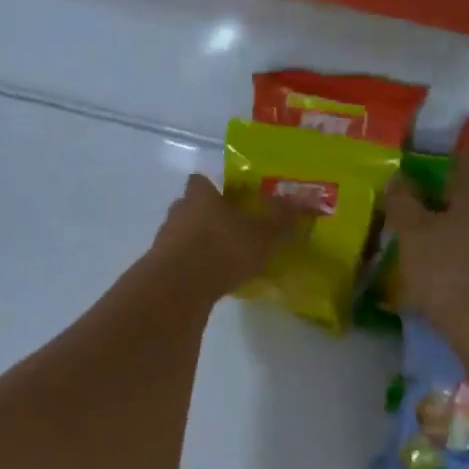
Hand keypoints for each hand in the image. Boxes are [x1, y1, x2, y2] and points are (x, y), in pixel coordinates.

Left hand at [149, 174, 301, 300]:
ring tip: (225, 259)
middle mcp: (179, 211)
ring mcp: (165, 239)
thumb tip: (308, 198)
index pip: (201, 181)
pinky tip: (211, 279)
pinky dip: (194, 266)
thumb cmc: (223, 249)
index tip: (231, 199)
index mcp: (200, 195)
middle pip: (192, 207)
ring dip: (201, 243)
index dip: (214, 188)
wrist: (178, 287)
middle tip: (233, 230)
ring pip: (185, 233)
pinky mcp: (160, 266)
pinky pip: (180, 259)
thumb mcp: (262, 235)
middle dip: (210, 217)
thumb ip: (282, 218)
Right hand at [385, 151, 468, 339]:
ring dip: (467, 222)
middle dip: (454, 195)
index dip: (443, 163)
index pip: (468, 156)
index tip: (420, 181)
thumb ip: (403, 201)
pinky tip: (459, 264)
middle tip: (424, 213)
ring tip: (438, 242)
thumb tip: (399, 178)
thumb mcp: (412, 234)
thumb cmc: (449, 271)